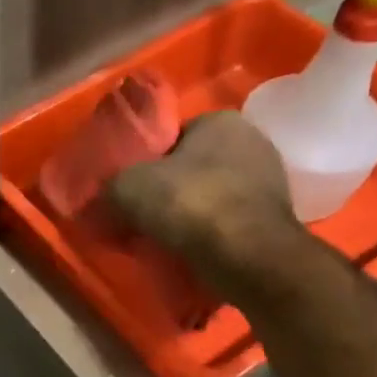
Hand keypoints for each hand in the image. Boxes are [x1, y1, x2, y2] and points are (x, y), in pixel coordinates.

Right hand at [106, 111, 303, 276]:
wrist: (246, 256)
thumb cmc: (189, 205)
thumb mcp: (127, 187)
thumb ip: (110, 186)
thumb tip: (103, 198)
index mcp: (220, 120)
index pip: (173, 137)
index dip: (147, 163)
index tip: (130, 190)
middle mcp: (252, 141)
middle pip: (193, 167)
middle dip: (169, 190)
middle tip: (142, 217)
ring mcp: (269, 181)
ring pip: (210, 196)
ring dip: (188, 216)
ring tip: (164, 239)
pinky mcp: (273, 219)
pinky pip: (227, 223)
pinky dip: (209, 235)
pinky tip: (191, 252)